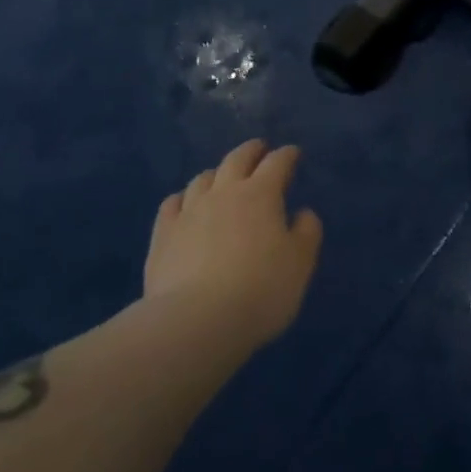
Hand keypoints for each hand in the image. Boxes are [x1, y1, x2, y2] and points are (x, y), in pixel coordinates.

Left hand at [144, 139, 322, 346]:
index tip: (293, 153)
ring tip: (222, 177)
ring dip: (217, 173)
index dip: (287, 155)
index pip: (277, 163)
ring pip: (203, 178)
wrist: (196, 322)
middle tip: (259, 149)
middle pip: (237, 159)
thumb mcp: (300, 264)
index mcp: (261, 194)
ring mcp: (189, 211)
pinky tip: (184, 204)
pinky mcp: (163, 235)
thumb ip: (307, 233)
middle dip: (251, 151)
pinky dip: (183, 198)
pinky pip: (172, 204)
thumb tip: (303, 212)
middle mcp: (224, 193)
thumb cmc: (259, 290)